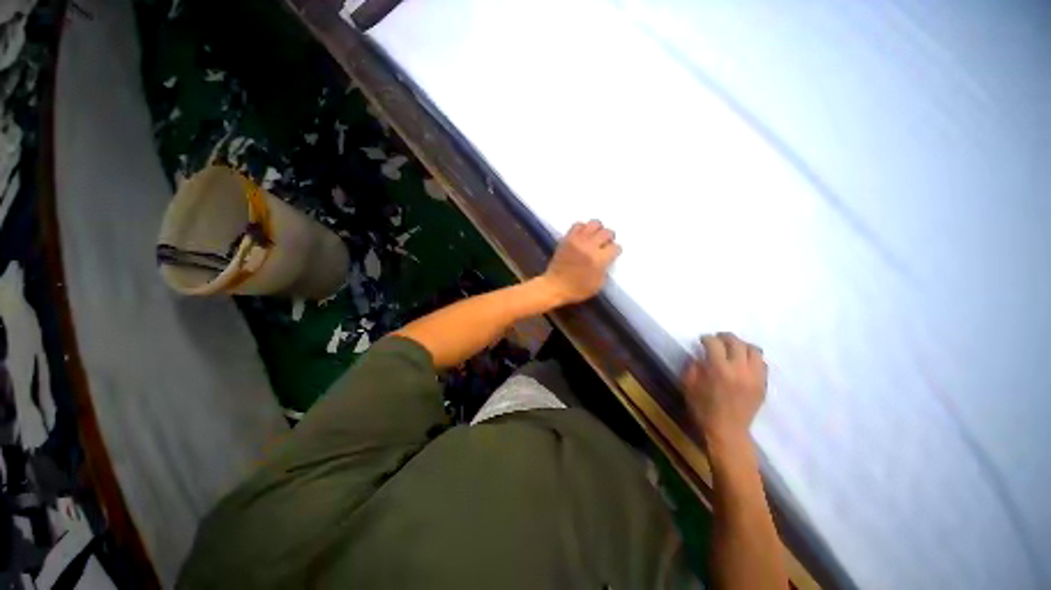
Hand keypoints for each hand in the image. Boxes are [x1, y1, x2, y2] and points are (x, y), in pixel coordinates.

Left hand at [542, 220, 620, 304]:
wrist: (555, 285)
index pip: (615, 247)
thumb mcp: (598, 284)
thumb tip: (608, 258)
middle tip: (607, 243)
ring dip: (599, 229)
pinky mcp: (568, 238)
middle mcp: (589, 246)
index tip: (614, 253)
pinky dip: (584, 228)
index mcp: (598, 260)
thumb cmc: (578, 289)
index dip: (616, 250)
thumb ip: (606, 268)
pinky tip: (584, 235)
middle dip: (610, 238)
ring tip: (596, 236)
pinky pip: (578, 225)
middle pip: (606, 233)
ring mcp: (577, 240)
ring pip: (594, 224)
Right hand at [683, 333, 766, 447]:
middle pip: (735, 341)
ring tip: (736, 350)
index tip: (703, 341)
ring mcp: (754, 375)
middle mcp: (739, 368)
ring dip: (743, 346)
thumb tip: (697, 356)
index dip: (707, 339)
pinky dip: (753, 360)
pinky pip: (761, 364)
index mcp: (719, 369)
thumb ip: (691, 370)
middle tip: (719, 341)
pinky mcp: (763, 383)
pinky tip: (746, 365)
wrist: (728, 433)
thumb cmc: (705, 414)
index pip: (714, 343)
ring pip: (753, 349)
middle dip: (725, 338)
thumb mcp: (690, 391)